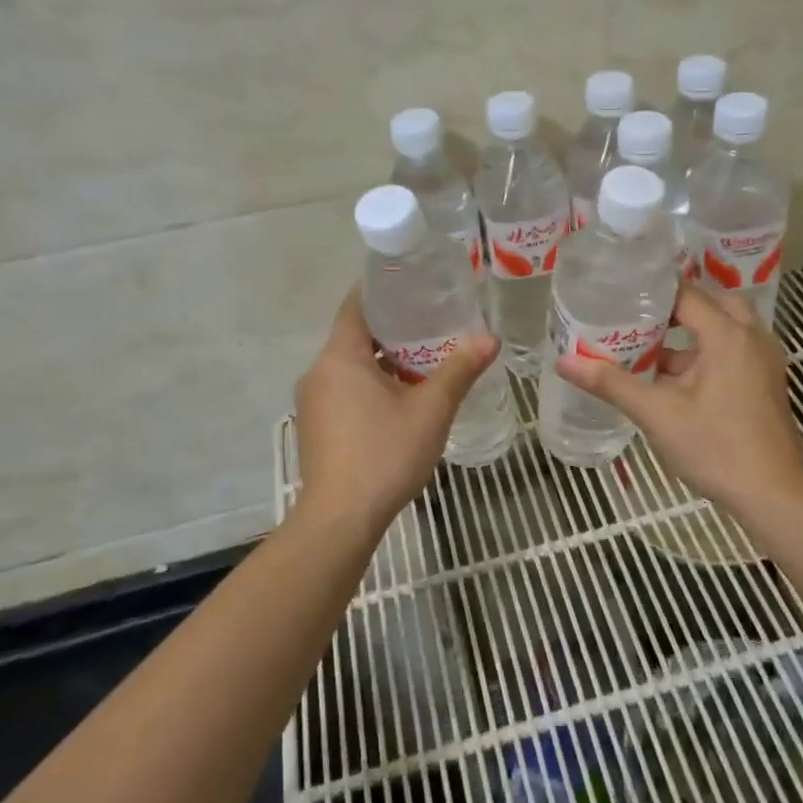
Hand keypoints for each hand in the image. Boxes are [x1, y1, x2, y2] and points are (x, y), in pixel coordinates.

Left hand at [294, 288, 499, 533]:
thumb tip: (490, 338)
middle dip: (392, 328)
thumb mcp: (431, 410)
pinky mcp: (316, 427)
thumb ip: (459, 370)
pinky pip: (343, 390)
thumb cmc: (385, 454)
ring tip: (423, 359)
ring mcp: (312, 402)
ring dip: (382, 360)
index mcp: (340, 357)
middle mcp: (318, 372)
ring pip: (349, 366)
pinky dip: (369, 384)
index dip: (382, 289)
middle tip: (432, 321)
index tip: (412, 282)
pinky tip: (400, 399)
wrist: (340, 519)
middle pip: (354, 335)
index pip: (356, 305)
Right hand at [554, 282, 802, 513]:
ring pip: (724, 328)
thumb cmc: (716, 448)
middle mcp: (751, 337)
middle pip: (710, 304)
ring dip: (690, 332)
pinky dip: (705, 352)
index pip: (686, 294)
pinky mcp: (765, 382)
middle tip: (637, 317)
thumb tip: (564, 361)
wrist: (773, 495)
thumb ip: (611, 383)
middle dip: (674, 309)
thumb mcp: (657, 414)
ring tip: (648, 344)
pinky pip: (733, 349)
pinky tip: (673, 378)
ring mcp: (763, 361)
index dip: (652, 292)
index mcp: (727, 335)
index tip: (619, 294)